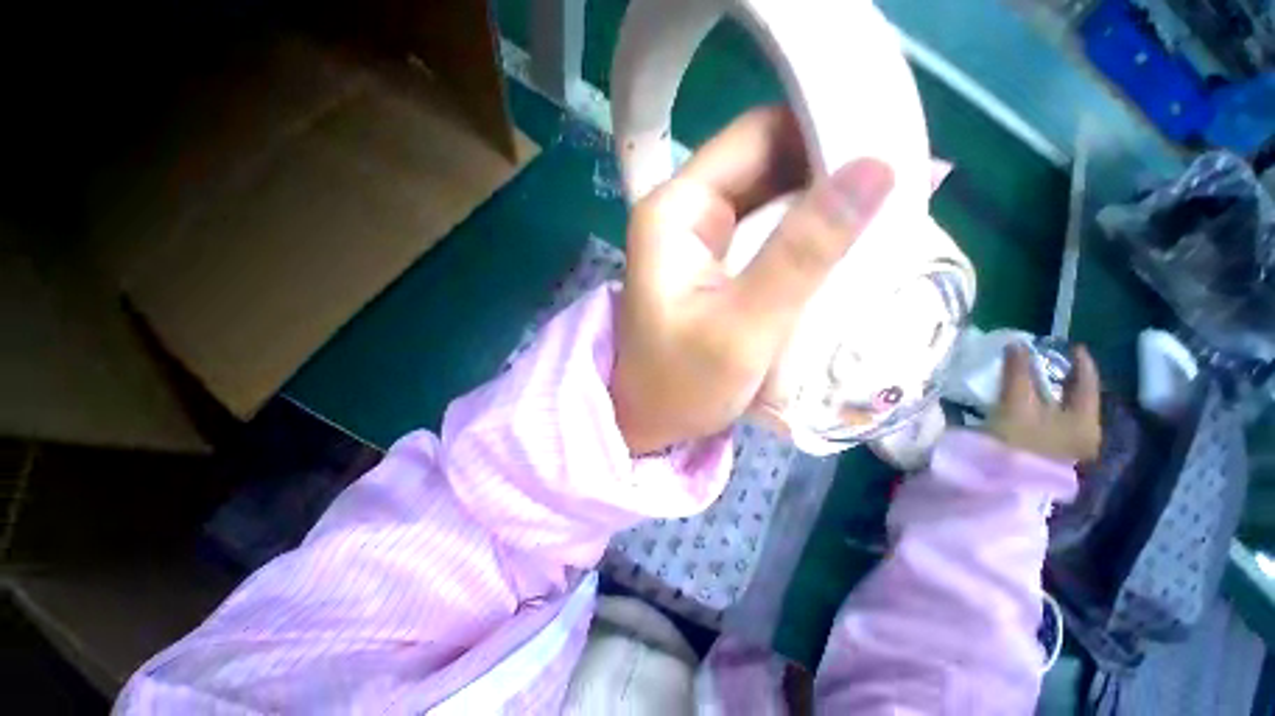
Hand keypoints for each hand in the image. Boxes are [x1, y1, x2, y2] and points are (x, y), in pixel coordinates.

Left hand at [610, 107, 895, 453]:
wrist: (650, 421)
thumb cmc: (681, 384)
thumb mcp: (744, 326)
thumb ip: (804, 251)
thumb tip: (879, 167)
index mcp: (676, 211)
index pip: (757, 137)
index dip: (822, 128)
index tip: (890, 145)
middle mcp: (686, 213)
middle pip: (769, 164)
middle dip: (832, 171)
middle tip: (906, 187)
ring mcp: (702, 241)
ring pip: (775, 198)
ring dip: (826, 207)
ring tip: (892, 215)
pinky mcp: (717, 267)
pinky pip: (770, 233)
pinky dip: (808, 237)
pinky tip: (849, 246)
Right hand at [987, 344, 1102, 463]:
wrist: (1004, 485)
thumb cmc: (1017, 442)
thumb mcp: (1015, 403)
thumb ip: (1018, 372)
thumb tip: (1018, 344)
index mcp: (1087, 421)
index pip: (1088, 383)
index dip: (1080, 362)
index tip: (1071, 345)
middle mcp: (1085, 433)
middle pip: (1078, 397)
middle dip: (1063, 378)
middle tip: (1046, 360)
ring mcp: (1070, 447)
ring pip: (1065, 410)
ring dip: (1050, 393)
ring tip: (1032, 379)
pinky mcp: (1052, 453)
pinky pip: (1053, 421)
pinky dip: (1043, 407)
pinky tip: (1028, 404)